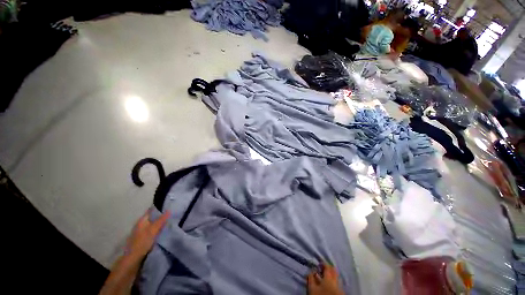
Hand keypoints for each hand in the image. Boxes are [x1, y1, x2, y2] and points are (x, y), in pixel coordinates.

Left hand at [100, 209, 169, 294]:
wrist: (132, 260)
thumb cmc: (142, 242)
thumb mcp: (153, 230)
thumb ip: (161, 220)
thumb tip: (169, 210)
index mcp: (142, 221)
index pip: (151, 211)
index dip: (159, 207)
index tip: (169, 204)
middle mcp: (141, 225)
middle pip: (152, 217)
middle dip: (161, 215)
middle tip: (172, 213)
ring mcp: (141, 233)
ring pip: (152, 224)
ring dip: (159, 223)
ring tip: (170, 221)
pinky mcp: (143, 240)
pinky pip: (152, 231)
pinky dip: (158, 229)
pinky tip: (164, 231)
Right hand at [307, 264, 343, 294]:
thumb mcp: (312, 288)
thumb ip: (311, 278)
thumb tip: (311, 270)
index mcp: (329, 278)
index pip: (327, 266)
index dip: (323, 263)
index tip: (319, 263)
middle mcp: (336, 281)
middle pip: (334, 271)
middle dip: (329, 268)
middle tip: (322, 269)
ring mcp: (340, 288)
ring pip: (336, 278)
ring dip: (331, 275)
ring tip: (325, 276)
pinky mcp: (341, 293)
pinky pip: (338, 284)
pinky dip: (333, 281)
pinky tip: (329, 284)